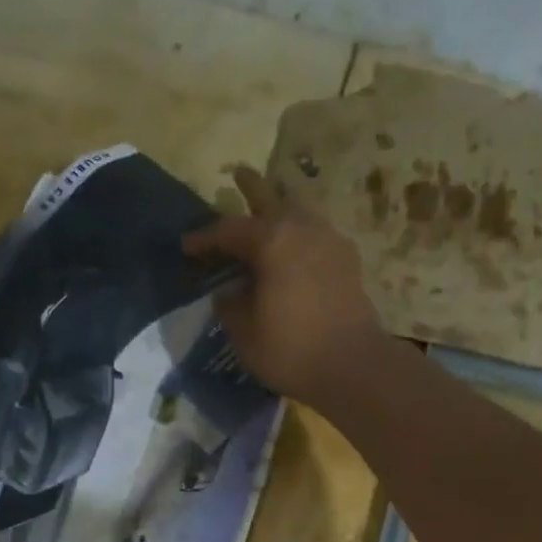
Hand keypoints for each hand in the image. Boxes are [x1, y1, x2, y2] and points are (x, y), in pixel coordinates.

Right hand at [183, 166, 386, 403]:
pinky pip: (317, 234)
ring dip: (281, 208)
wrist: (354, 367)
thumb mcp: (245, 334)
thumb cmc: (292, 351)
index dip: (204, 238)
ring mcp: (330, 242)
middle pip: (271, 199)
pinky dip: (300, 233)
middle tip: (237, 174)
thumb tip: (228, 292)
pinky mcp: (348, 262)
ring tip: (269, 209)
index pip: (229, 229)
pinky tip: (296, 247)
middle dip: (251, 188)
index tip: (187, 247)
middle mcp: (302, 229)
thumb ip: (231, 306)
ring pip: (299, 212)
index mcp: (271, 242)